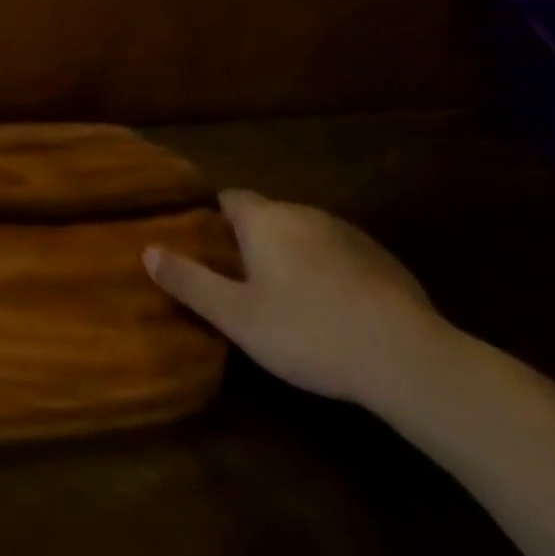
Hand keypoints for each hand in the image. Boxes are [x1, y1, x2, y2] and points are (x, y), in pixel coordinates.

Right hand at [144, 190, 454, 409]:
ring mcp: (348, 233)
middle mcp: (303, 213)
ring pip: (304, 235)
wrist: (407, 357)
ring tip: (287, 300)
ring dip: (292, 256)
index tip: (206, 246)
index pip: (228, 198)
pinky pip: (340, 255)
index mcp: (264, 220)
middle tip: (241, 282)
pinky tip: (334, 312)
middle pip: (267, 216)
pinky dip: (328, 272)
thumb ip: (189, 281)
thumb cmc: (308, 331)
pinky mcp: (383, 259)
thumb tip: (147, 250)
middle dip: (251, 241)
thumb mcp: (236, 316)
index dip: (213, 218)